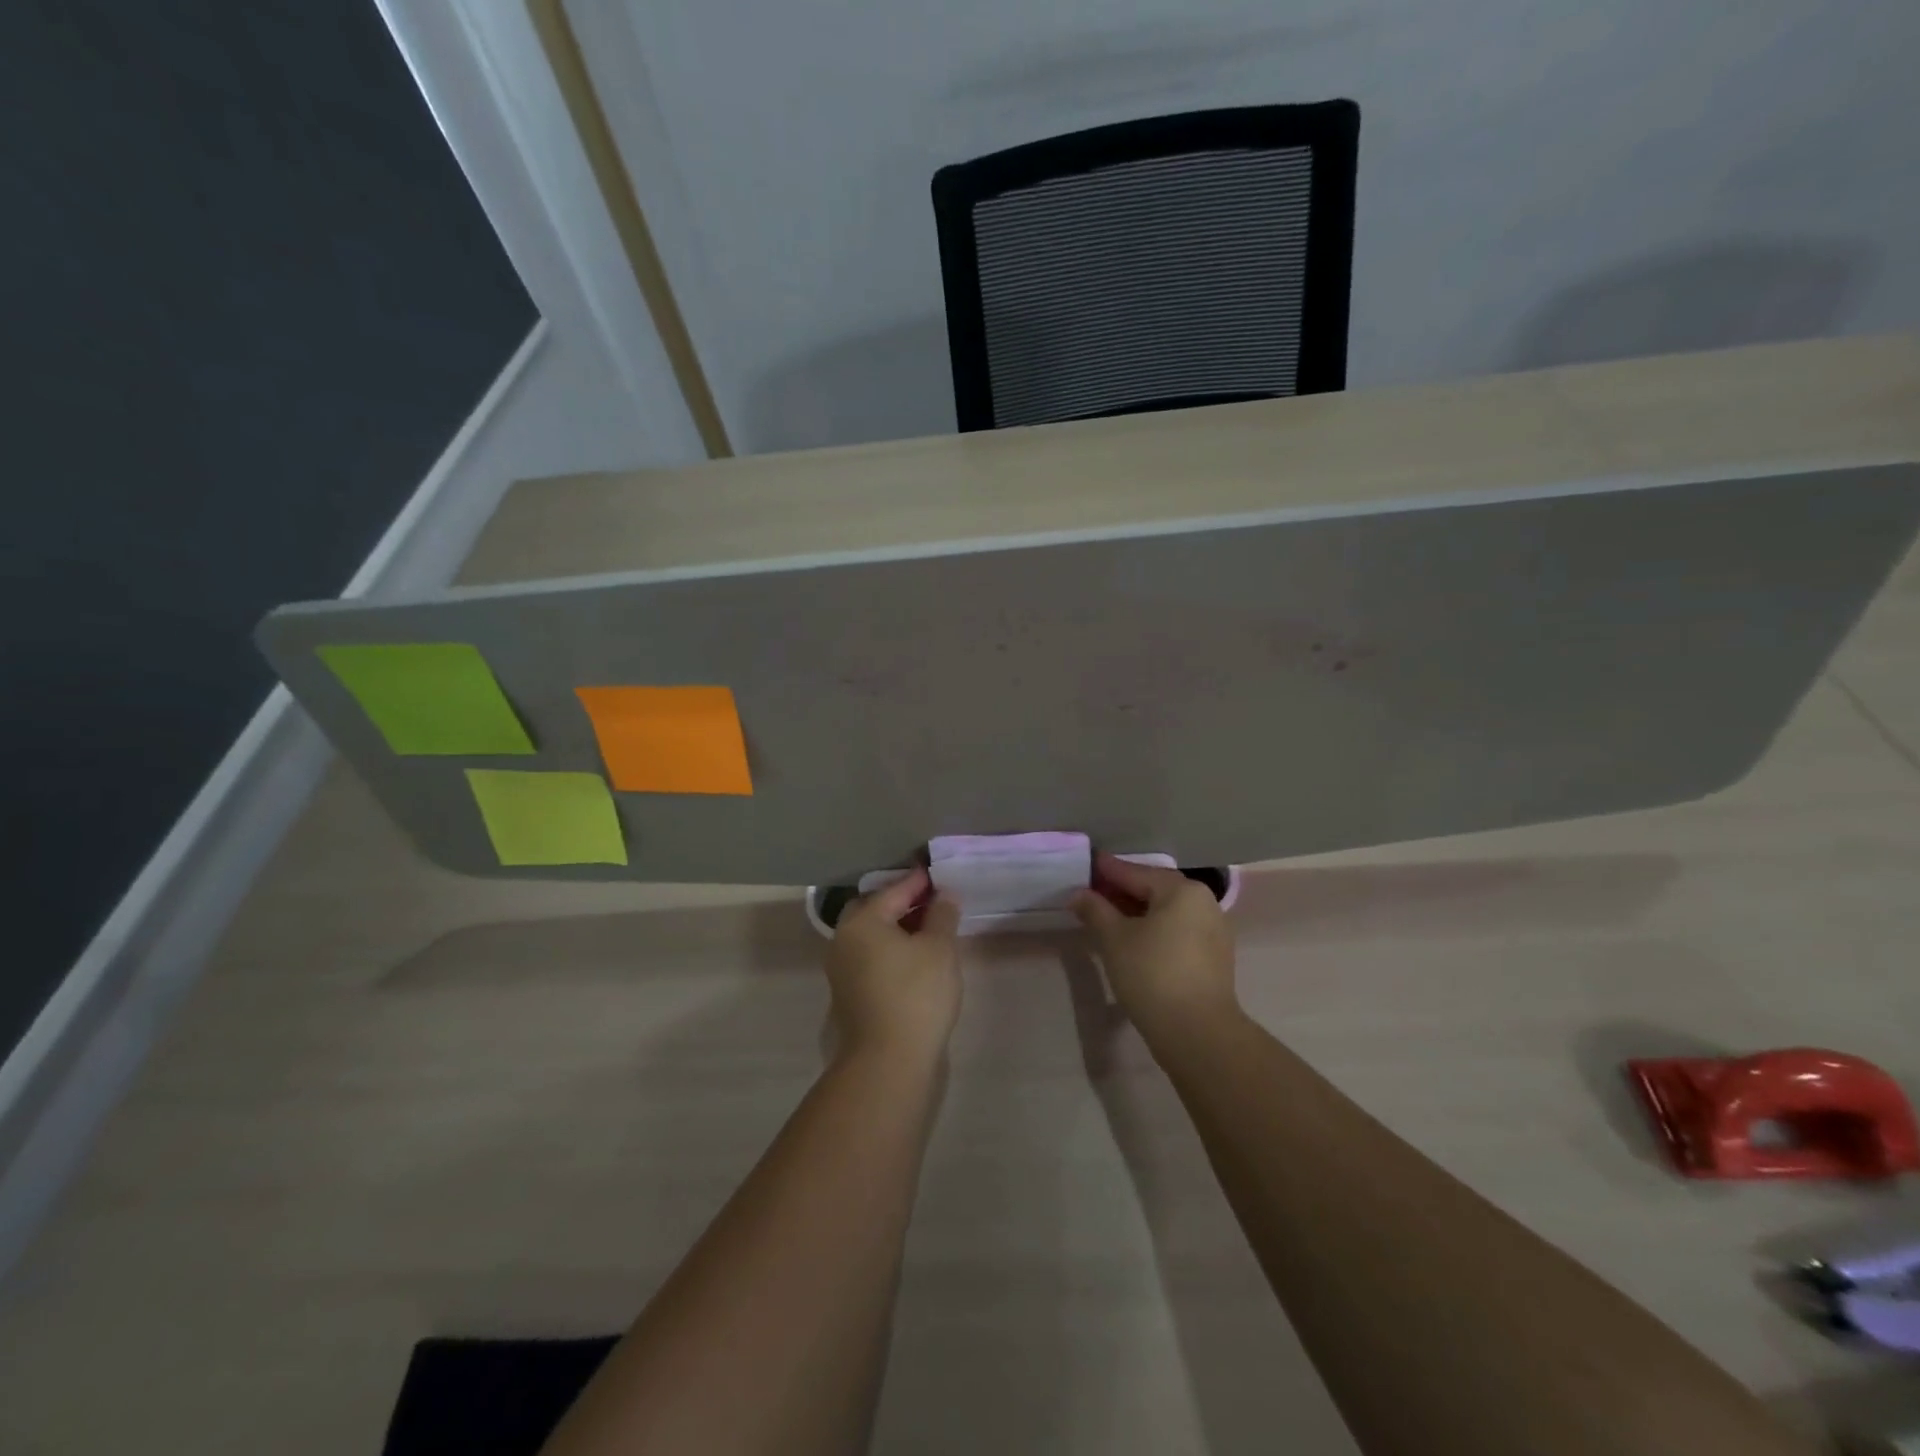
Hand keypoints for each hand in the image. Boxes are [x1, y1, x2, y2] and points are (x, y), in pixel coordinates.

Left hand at [826, 868, 961, 1065]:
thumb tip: (944, 895)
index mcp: (862, 921)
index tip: (938, 874)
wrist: (888, 1062)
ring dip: (896, 927)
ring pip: (871, 935)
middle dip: (902, 902)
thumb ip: (942, 915)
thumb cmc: (916, 995)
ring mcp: (842, 968)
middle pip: (874, 909)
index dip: (919, 881)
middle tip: (932, 901)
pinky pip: (870, 956)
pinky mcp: (848, 993)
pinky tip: (914, 957)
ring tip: (929, 929)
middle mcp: (843, 939)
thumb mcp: (939, 949)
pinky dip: (890, 949)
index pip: (894, 890)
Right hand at [1072, 854, 1239, 1047]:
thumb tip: (1079, 894)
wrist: (1198, 1032)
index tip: (1087, 863)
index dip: (1107, 870)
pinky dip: (1155, 930)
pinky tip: (1135, 940)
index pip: (1136, 872)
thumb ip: (1095, 910)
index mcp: (1182, 890)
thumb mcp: (1114, 939)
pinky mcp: (1215, 958)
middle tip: (1093, 893)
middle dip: (1123, 891)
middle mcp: (1204, 903)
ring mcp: (1214, 931)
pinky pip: (1178, 931)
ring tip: (1109, 917)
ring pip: (1168, 912)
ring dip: (1138, 911)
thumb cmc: (1152, 974)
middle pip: (1155, 889)